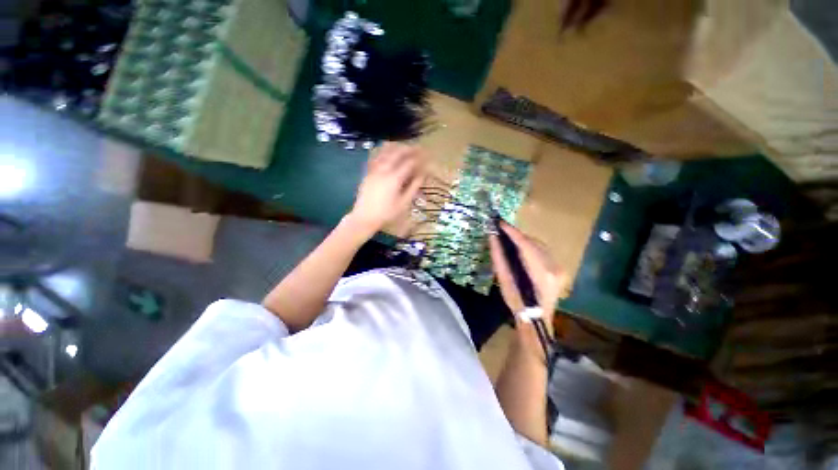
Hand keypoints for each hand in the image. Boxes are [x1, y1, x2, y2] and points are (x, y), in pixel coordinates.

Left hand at [347, 142, 425, 235]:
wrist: (364, 217)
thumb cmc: (386, 213)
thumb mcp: (403, 203)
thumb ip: (413, 187)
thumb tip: (422, 175)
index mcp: (394, 178)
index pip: (409, 162)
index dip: (419, 158)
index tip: (426, 156)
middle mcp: (384, 170)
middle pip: (397, 153)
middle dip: (409, 148)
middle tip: (418, 148)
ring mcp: (374, 169)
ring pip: (385, 151)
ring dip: (397, 146)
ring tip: (404, 146)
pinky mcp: (368, 172)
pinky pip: (376, 156)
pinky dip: (384, 151)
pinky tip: (388, 151)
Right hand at [488, 222, 567, 330]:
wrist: (536, 319)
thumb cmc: (517, 303)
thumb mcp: (504, 281)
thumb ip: (499, 258)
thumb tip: (492, 237)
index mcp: (541, 273)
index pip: (526, 245)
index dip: (512, 232)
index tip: (500, 223)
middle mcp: (555, 268)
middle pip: (534, 243)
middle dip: (517, 235)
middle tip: (502, 231)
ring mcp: (560, 268)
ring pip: (539, 246)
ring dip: (524, 241)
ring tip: (510, 239)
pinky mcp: (560, 269)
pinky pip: (543, 251)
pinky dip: (531, 247)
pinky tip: (521, 249)